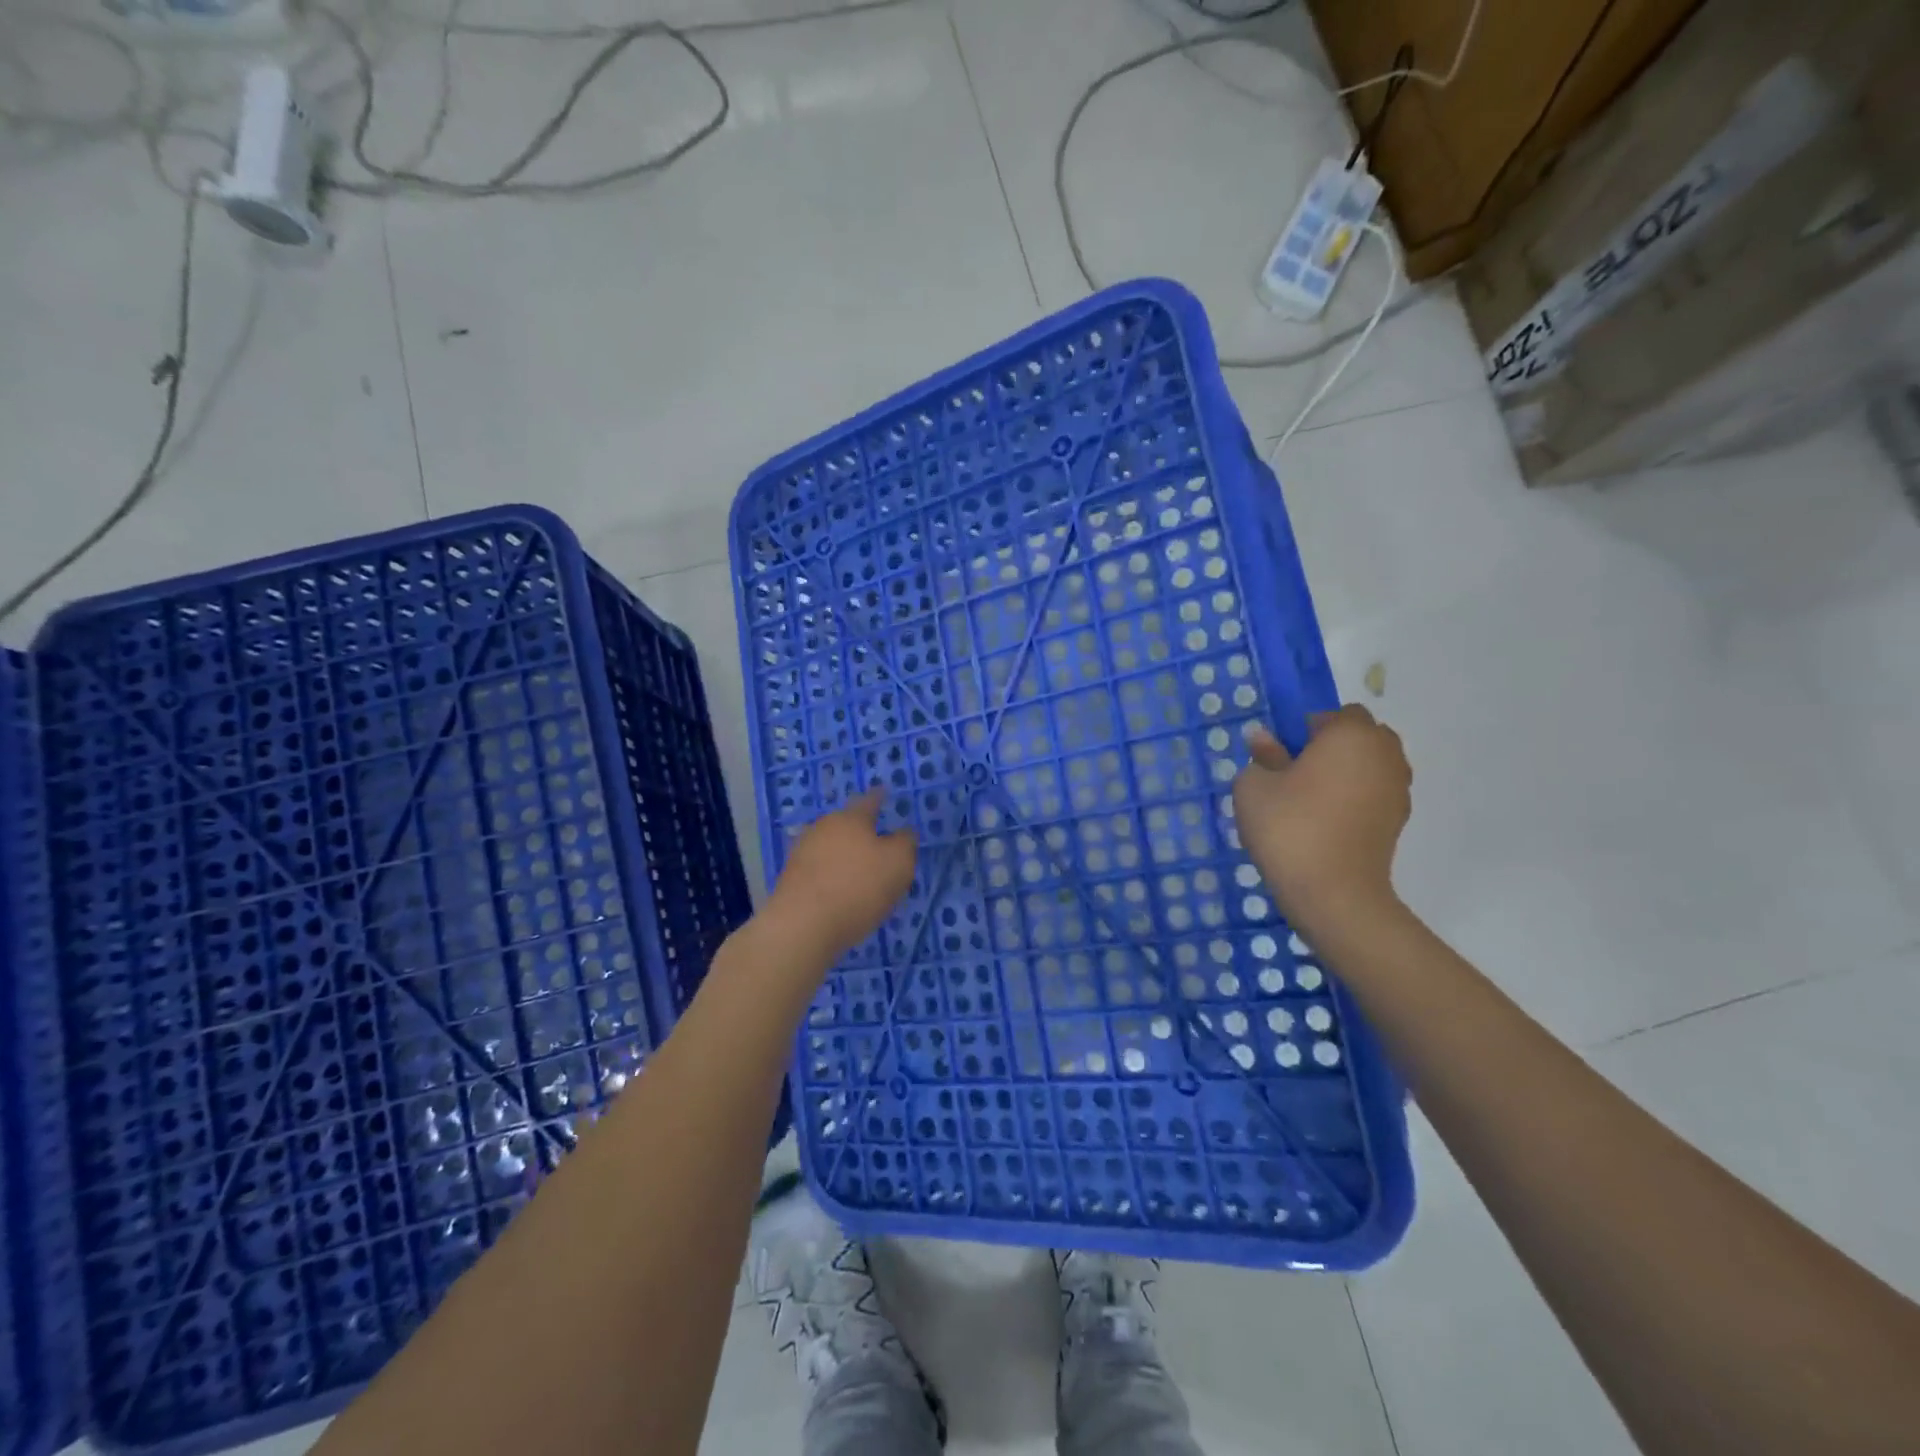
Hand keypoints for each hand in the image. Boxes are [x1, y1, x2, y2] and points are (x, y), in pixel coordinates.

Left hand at [766, 789, 918, 959]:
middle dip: (860, 831)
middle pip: (845, 824)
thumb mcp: (899, 864)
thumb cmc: (858, 887)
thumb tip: (903, 833)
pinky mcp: (790, 879)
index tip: (883, 792)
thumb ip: (905, 843)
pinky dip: (830, 877)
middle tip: (877, 844)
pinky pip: (818, 871)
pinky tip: (839, 893)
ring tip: (859, 873)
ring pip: (830, 847)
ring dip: (844, 856)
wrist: (801, 926)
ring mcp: (802, 853)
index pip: (869, 801)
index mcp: (851, 819)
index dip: (879, 797)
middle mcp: (823, 828)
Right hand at [1231, 706, 1411, 936]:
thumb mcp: (1254, 787)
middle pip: (1360, 737)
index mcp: (1351, 734)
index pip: (1336, 714)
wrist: (1333, 892)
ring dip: (1346, 774)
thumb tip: (1264, 740)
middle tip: (1297, 774)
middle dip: (1333, 748)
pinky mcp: (1398, 821)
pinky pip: (1374, 795)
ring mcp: (1397, 789)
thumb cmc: (1289, 827)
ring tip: (1311, 801)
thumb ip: (1262, 757)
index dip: (1308, 729)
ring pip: (1370, 766)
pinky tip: (1326, 823)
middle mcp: (1384, 753)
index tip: (1284, 755)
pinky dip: (1355, 800)